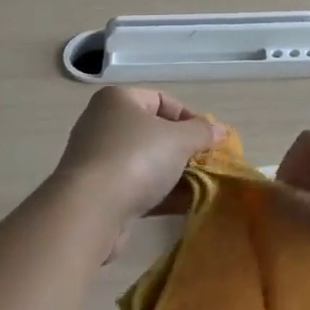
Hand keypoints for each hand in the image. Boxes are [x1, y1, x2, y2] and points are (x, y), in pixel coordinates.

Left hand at [50, 87, 221, 238]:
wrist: (89, 210)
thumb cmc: (135, 159)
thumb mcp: (178, 140)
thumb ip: (201, 132)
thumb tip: (220, 130)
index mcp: (117, 100)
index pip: (161, 100)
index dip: (189, 118)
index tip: (210, 141)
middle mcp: (103, 123)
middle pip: (152, 131)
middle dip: (182, 149)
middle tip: (206, 165)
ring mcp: (98, 158)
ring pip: (145, 161)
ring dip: (173, 174)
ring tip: (200, 187)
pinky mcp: (98, 191)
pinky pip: (135, 186)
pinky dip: (159, 194)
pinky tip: (183, 206)